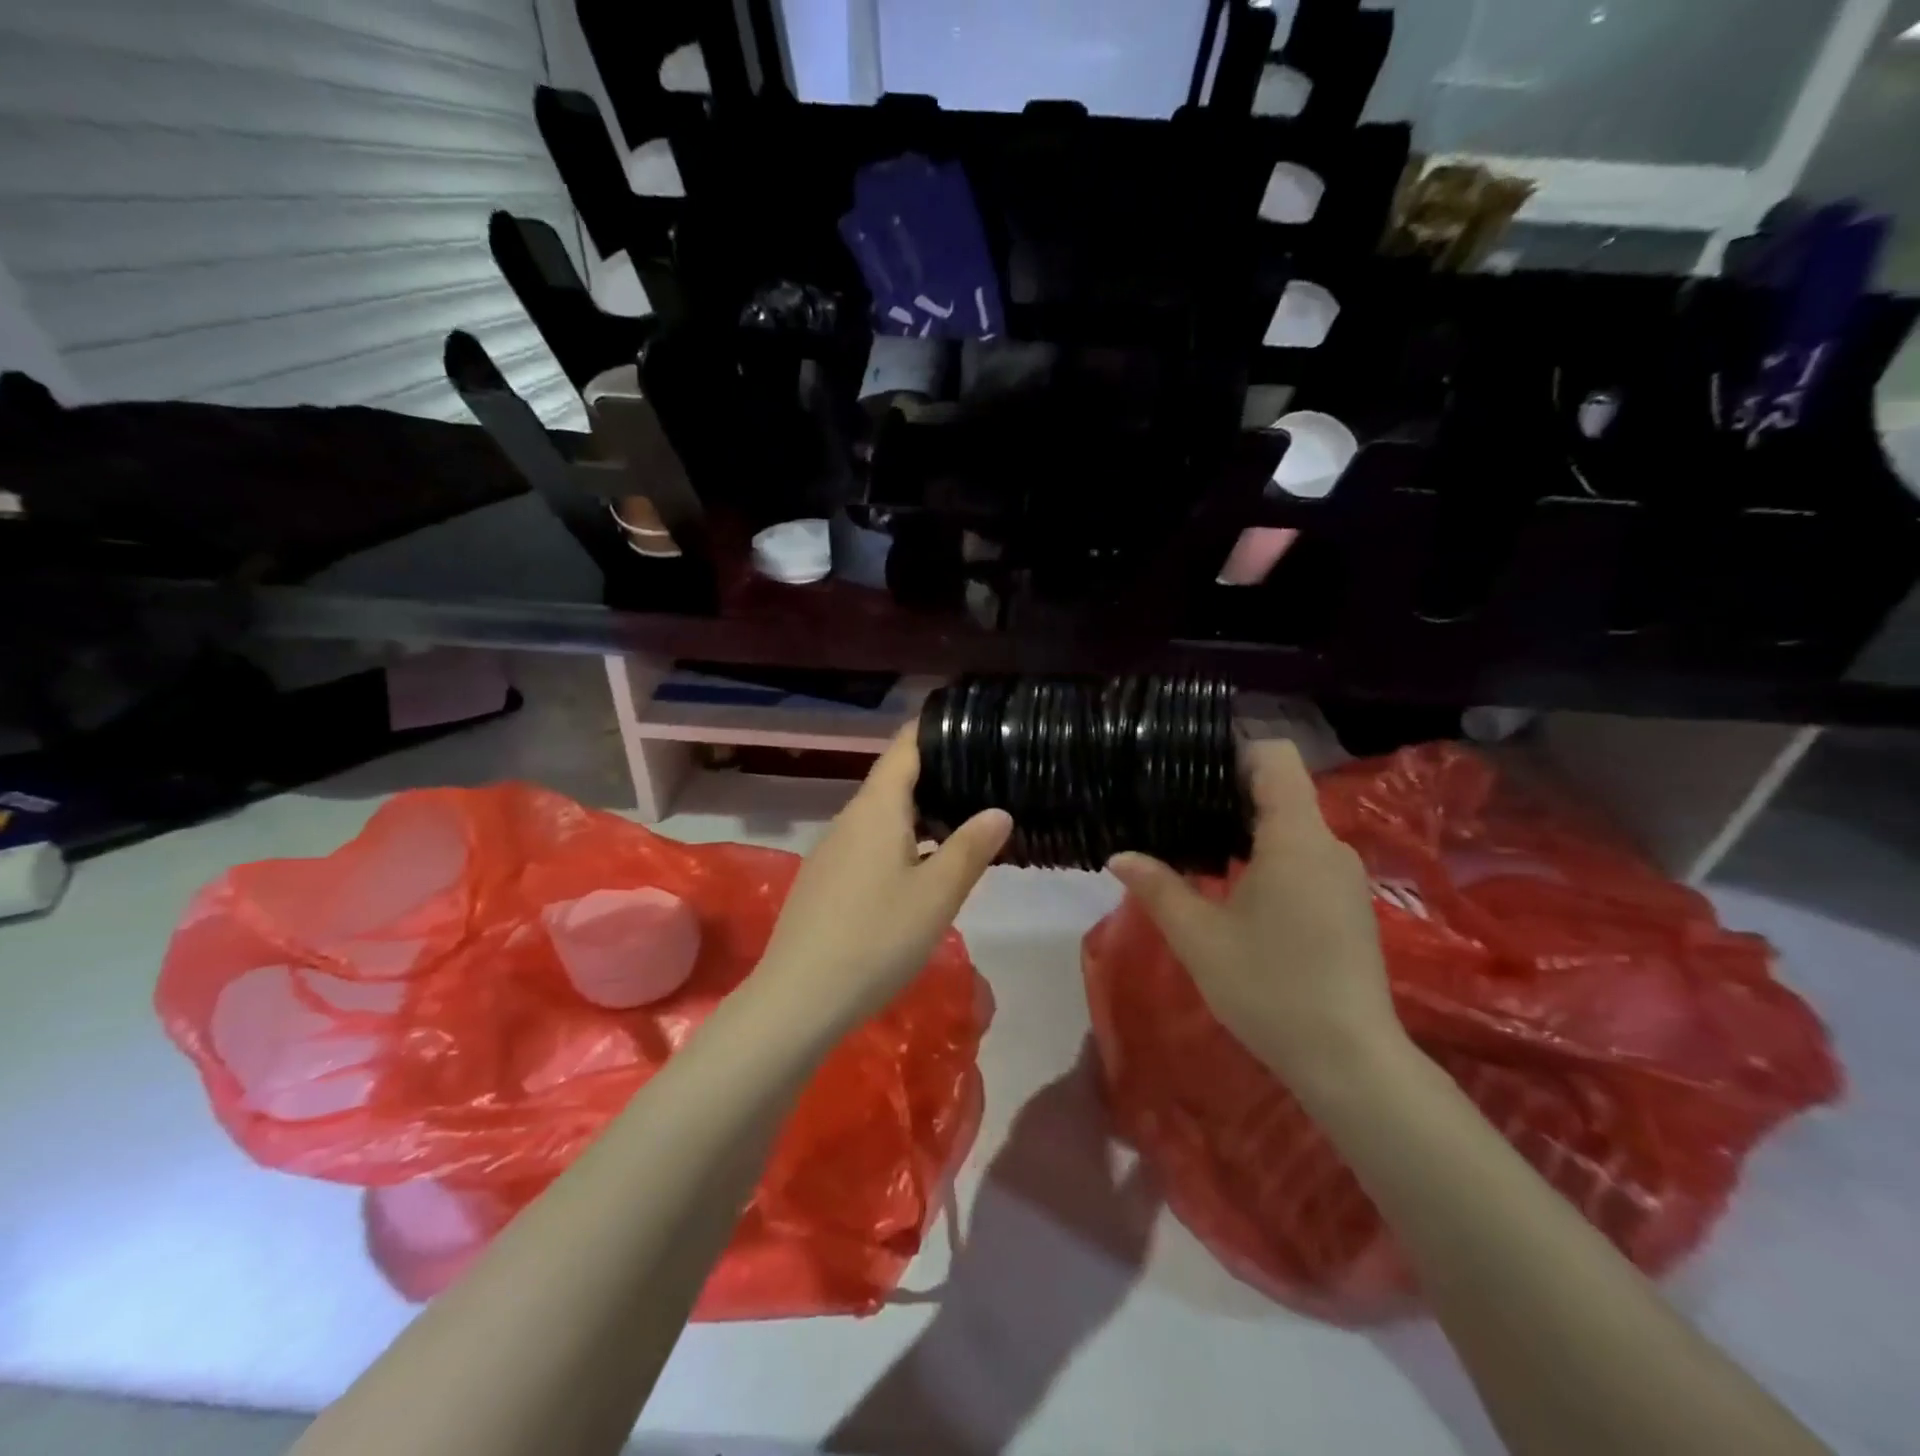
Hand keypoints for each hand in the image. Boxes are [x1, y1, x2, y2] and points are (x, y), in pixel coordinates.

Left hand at [755, 727, 1011, 1036]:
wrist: (799, 997)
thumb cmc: (877, 937)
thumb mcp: (937, 894)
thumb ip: (970, 847)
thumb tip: (998, 812)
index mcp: (876, 809)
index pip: (903, 748)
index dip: (931, 730)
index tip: (965, 723)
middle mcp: (849, 819)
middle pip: (893, 781)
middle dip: (935, 775)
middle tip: (982, 778)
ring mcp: (832, 850)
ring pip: (881, 816)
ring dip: (919, 813)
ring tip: (961, 821)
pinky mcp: (825, 880)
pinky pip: (868, 843)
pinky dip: (900, 840)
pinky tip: (921, 867)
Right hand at [1107, 739, 1403, 1097]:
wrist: (1351, 1061)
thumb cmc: (1270, 989)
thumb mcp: (1199, 938)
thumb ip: (1157, 887)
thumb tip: (1119, 855)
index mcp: (1295, 837)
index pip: (1275, 757)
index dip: (1233, 752)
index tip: (1191, 773)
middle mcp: (1329, 845)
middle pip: (1281, 790)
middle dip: (1228, 793)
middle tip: (1176, 812)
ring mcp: (1344, 876)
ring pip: (1293, 826)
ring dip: (1247, 829)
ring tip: (1197, 849)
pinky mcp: (1349, 904)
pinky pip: (1304, 856)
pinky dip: (1269, 856)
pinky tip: (1235, 890)